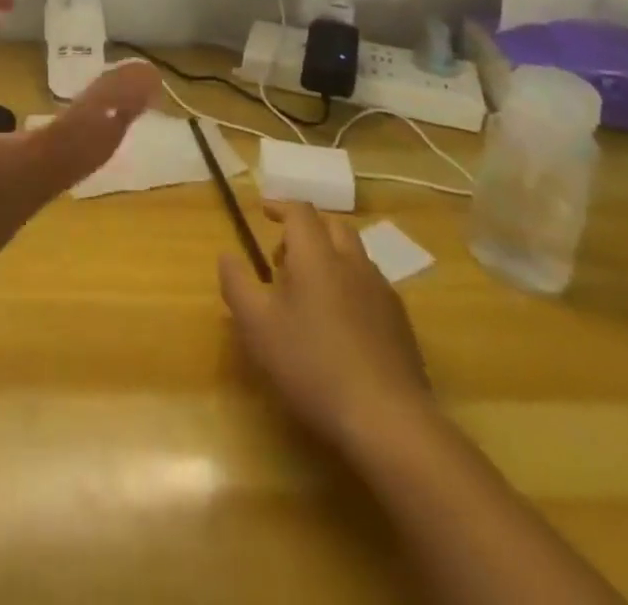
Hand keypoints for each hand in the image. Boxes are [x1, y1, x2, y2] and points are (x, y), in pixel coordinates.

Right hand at [219, 201, 436, 450]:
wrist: (389, 421)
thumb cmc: (312, 365)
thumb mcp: (257, 326)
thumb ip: (237, 284)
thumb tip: (226, 256)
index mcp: (317, 255)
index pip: (300, 212)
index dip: (280, 206)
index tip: (263, 211)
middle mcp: (353, 263)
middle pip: (333, 226)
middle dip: (307, 230)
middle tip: (284, 254)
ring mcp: (382, 293)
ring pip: (355, 256)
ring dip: (331, 257)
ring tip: (309, 290)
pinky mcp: (401, 324)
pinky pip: (371, 286)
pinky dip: (350, 286)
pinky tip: (340, 323)